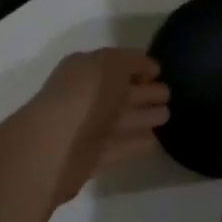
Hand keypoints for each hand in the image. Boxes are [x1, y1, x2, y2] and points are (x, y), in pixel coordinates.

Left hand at [25, 49, 171, 202]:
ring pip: (121, 119)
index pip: (114, 64)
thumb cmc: (83, 96)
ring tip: (167, 115)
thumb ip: (132, 62)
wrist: (52, 147)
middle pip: (119, 93)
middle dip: (144, 92)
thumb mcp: (111, 64)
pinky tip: (154, 140)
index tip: (159, 72)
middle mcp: (84, 97)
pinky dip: (135, 143)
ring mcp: (86, 129)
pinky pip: (118, 146)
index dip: (137, 66)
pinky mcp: (90, 159)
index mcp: (84, 70)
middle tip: (169, 94)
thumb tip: (148, 69)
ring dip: (143, 117)